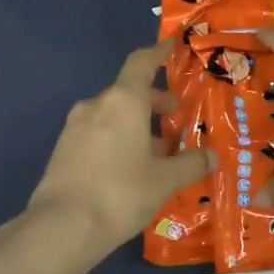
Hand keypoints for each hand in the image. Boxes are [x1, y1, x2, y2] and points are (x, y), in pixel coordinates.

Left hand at [26, 42, 216, 264]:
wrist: (62, 226)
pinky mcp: (63, 150)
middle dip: (153, 102)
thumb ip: (191, 164)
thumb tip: (211, 156)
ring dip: (136, 125)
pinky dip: (117, 139)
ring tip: (158, 151)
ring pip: (112, 115)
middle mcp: (96, 105)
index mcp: (123, 101)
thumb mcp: (164, 180)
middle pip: (128, 92)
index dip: (159, 53)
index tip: (172, 46)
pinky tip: (130, 167)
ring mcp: (74, 127)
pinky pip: (97, 134)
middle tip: (175, 118)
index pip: (141, 63)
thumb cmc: (121, 193)